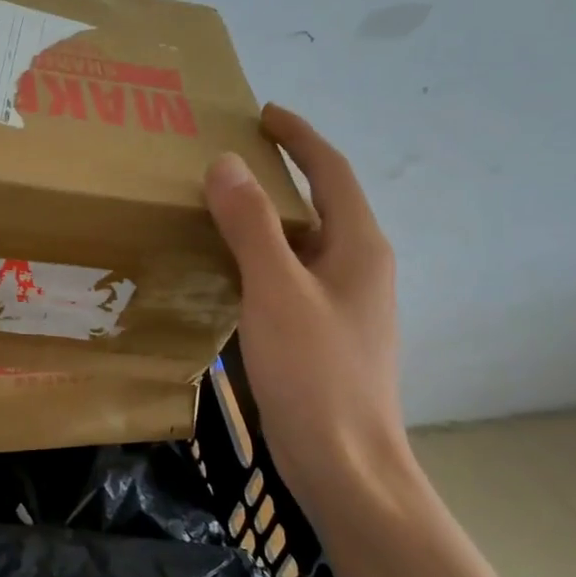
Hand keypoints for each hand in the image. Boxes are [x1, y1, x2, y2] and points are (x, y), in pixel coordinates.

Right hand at [204, 106, 412, 503]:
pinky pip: (290, 276)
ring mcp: (343, 302)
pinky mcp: (324, 332)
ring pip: (302, 243)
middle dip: (280, 173)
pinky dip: (260, 258)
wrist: (345, 462)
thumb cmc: (316, 372)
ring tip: (216, 206)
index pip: (332, 170)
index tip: (263, 114)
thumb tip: (226, 163)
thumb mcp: (276, 291)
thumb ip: (251, 226)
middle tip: (227, 158)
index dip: (300, 136)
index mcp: (359, 246)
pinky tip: (225, 270)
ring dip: (266, 218)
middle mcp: (358, 266)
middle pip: (320, 203)